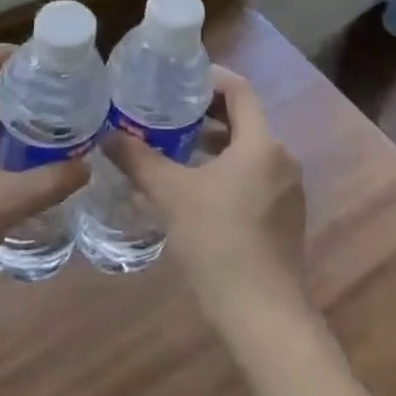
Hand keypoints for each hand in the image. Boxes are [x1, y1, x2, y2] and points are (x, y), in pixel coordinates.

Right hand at [103, 65, 309, 338]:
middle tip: (165, 111)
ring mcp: (287, 190)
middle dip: (204, 113)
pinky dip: (225, 171)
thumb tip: (108, 134)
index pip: (239, 90)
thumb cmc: (219, 244)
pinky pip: (253, 176)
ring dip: (213, 144)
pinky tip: (194, 190)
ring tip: (173, 148)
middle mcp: (281, 158)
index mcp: (261, 143)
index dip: (208, 78)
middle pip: (243, 119)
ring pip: (247, 150)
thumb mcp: (172, 196)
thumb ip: (140, 160)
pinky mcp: (285, 217)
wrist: (264, 318)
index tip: (176, 79)